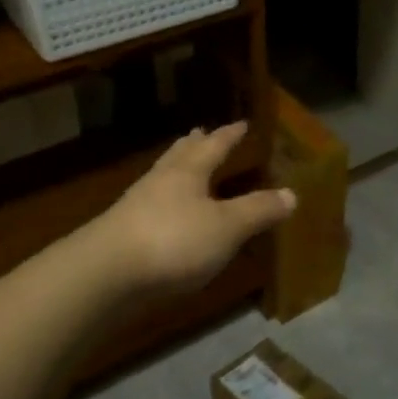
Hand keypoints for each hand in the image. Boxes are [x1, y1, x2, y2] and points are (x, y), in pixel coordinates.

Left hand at [91, 122, 295, 297]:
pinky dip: (165, 200)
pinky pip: (151, 205)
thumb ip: (258, 210)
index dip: (229, 135)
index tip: (242, 124)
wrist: (105, 274)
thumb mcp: (226, 227)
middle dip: (195, 144)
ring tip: (184, 166)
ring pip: (162, 177)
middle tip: (202, 132)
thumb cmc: (173, 241)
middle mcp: (161, 181)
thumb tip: (292, 194)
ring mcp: (137, 205)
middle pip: (180, 155)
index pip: (214, 146)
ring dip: (176, 169)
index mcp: (188, 172)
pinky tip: (167, 214)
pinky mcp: (123, 232)